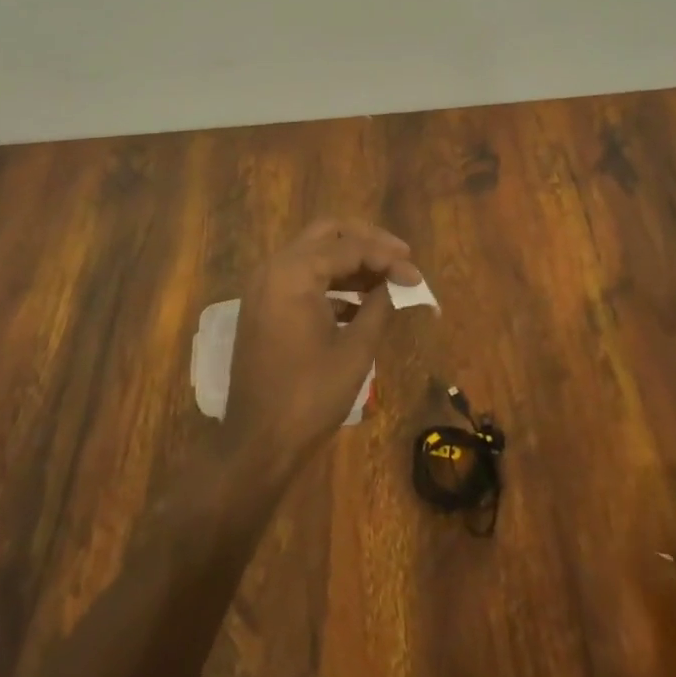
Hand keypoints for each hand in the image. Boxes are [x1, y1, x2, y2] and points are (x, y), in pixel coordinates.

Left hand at [223, 218, 420, 461]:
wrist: (258, 442)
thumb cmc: (310, 396)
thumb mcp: (355, 349)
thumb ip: (380, 305)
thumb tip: (402, 282)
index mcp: (293, 272)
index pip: (349, 246)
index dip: (388, 258)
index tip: (417, 276)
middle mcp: (274, 268)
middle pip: (327, 234)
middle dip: (367, 242)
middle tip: (401, 257)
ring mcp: (265, 287)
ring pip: (314, 253)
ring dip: (350, 261)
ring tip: (387, 279)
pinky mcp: (265, 306)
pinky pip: (302, 278)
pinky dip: (332, 282)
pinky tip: (361, 303)